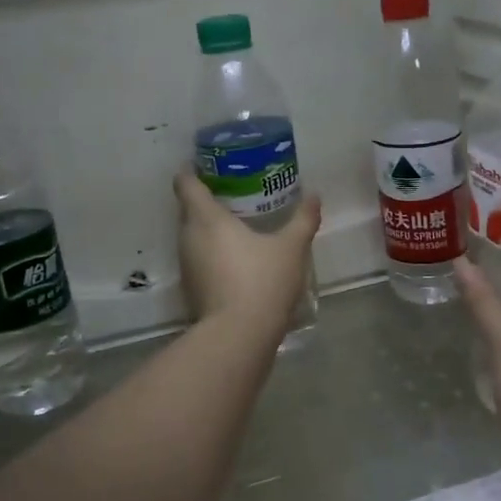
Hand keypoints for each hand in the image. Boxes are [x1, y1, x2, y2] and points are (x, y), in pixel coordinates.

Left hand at [173, 170, 321, 336]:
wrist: (239, 335)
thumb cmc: (262, 280)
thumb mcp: (291, 247)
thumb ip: (303, 219)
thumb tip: (314, 196)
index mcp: (206, 218)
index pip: (186, 184)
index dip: (192, 171)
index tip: (206, 165)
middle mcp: (188, 237)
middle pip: (188, 209)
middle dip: (205, 199)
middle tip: (233, 193)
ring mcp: (187, 266)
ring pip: (192, 236)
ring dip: (208, 229)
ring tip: (236, 224)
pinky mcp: (191, 289)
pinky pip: (199, 259)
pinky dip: (212, 253)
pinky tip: (235, 258)